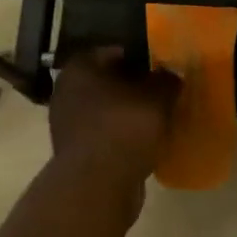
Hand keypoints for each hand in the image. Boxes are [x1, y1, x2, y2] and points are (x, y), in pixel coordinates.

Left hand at [49, 48, 179, 193]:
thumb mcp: (157, 97)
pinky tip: (144, 143)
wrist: (98, 184)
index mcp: (80, 68)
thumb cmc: (124, 128)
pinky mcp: (75, 152)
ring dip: (128, 114)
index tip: (162, 68)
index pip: (114, 51)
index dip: (141, 58)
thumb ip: (167, 80)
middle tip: (163, 94)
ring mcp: (67, 124)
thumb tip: (170, 75)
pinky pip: (105, 135)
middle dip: (134, 88)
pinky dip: (122, 137)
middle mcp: (67, 91)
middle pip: (109, 82)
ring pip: (106, 110)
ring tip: (157, 120)